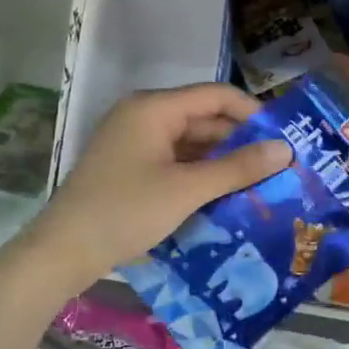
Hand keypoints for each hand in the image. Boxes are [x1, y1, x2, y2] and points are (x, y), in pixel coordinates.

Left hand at [25, 83, 290, 289]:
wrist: (62, 253)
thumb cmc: (125, 212)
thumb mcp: (187, 190)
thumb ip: (237, 168)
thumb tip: (285, 150)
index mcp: (154, 108)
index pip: (215, 95)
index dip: (252, 112)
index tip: (285, 136)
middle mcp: (144, 116)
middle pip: (204, 118)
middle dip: (241, 141)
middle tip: (279, 165)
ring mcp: (135, 143)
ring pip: (191, 143)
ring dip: (223, 161)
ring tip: (260, 182)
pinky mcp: (131, 168)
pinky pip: (176, 161)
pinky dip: (201, 174)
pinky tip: (226, 195)